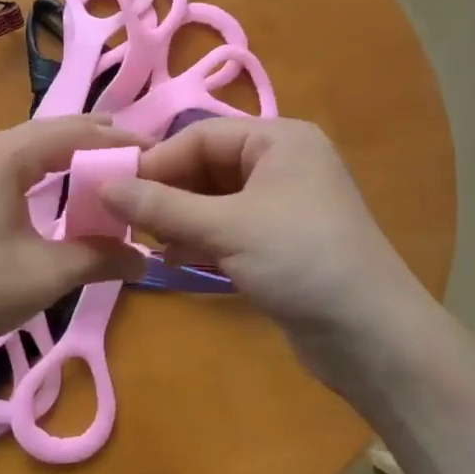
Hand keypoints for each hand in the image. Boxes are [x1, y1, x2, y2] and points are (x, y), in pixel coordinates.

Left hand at [0, 115, 147, 361]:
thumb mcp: (46, 274)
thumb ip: (100, 257)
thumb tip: (145, 258)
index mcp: (3, 154)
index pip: (74, 132)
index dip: (117, 139)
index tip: (155, 151)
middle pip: (49, 132)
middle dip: (94, 142)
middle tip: (136, 157)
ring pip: (27, 146)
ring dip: (65, 156)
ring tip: (103, 171)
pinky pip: (8, 161)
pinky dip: (40, 170)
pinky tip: (55, 190)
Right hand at [99, 118, 440, 397]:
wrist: (373, 338)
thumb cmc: (301, 260)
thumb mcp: (226, 228)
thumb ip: (161, 207)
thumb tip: (102, 186)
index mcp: (278, 140)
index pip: (200, 135)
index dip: (156, 161)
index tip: (114, 190)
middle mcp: (281, 163)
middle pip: (206, 166)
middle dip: (168, 194)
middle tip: (127, 222)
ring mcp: (281, 205)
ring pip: (213, 200)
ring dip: (180, 221)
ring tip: (151, 244)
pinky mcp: (279, 242)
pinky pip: (228, 229)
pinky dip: (201, 241)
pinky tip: (177, 262)